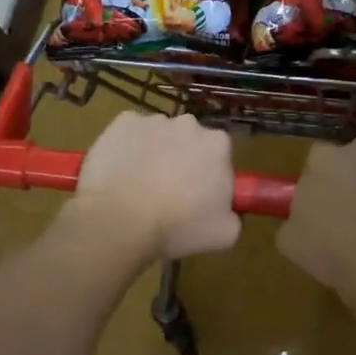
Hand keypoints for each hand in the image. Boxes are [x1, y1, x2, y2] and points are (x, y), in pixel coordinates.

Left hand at [71, 111, 239, 262]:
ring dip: (155, 154)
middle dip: (183, 160)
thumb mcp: (224, 234)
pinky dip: (127, 148)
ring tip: (140, 187)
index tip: (199, 196)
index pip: (220, 154)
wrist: (120, 220)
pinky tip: (121, 173)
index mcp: (217, 145)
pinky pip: (130, 133)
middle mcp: (188, 124)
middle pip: (190, 140)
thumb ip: (234, 215)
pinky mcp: (122, 123)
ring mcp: (153, 120)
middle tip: (170, 192)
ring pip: (159, 136)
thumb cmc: (177, 227)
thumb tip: (227, 209)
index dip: (210, 175)